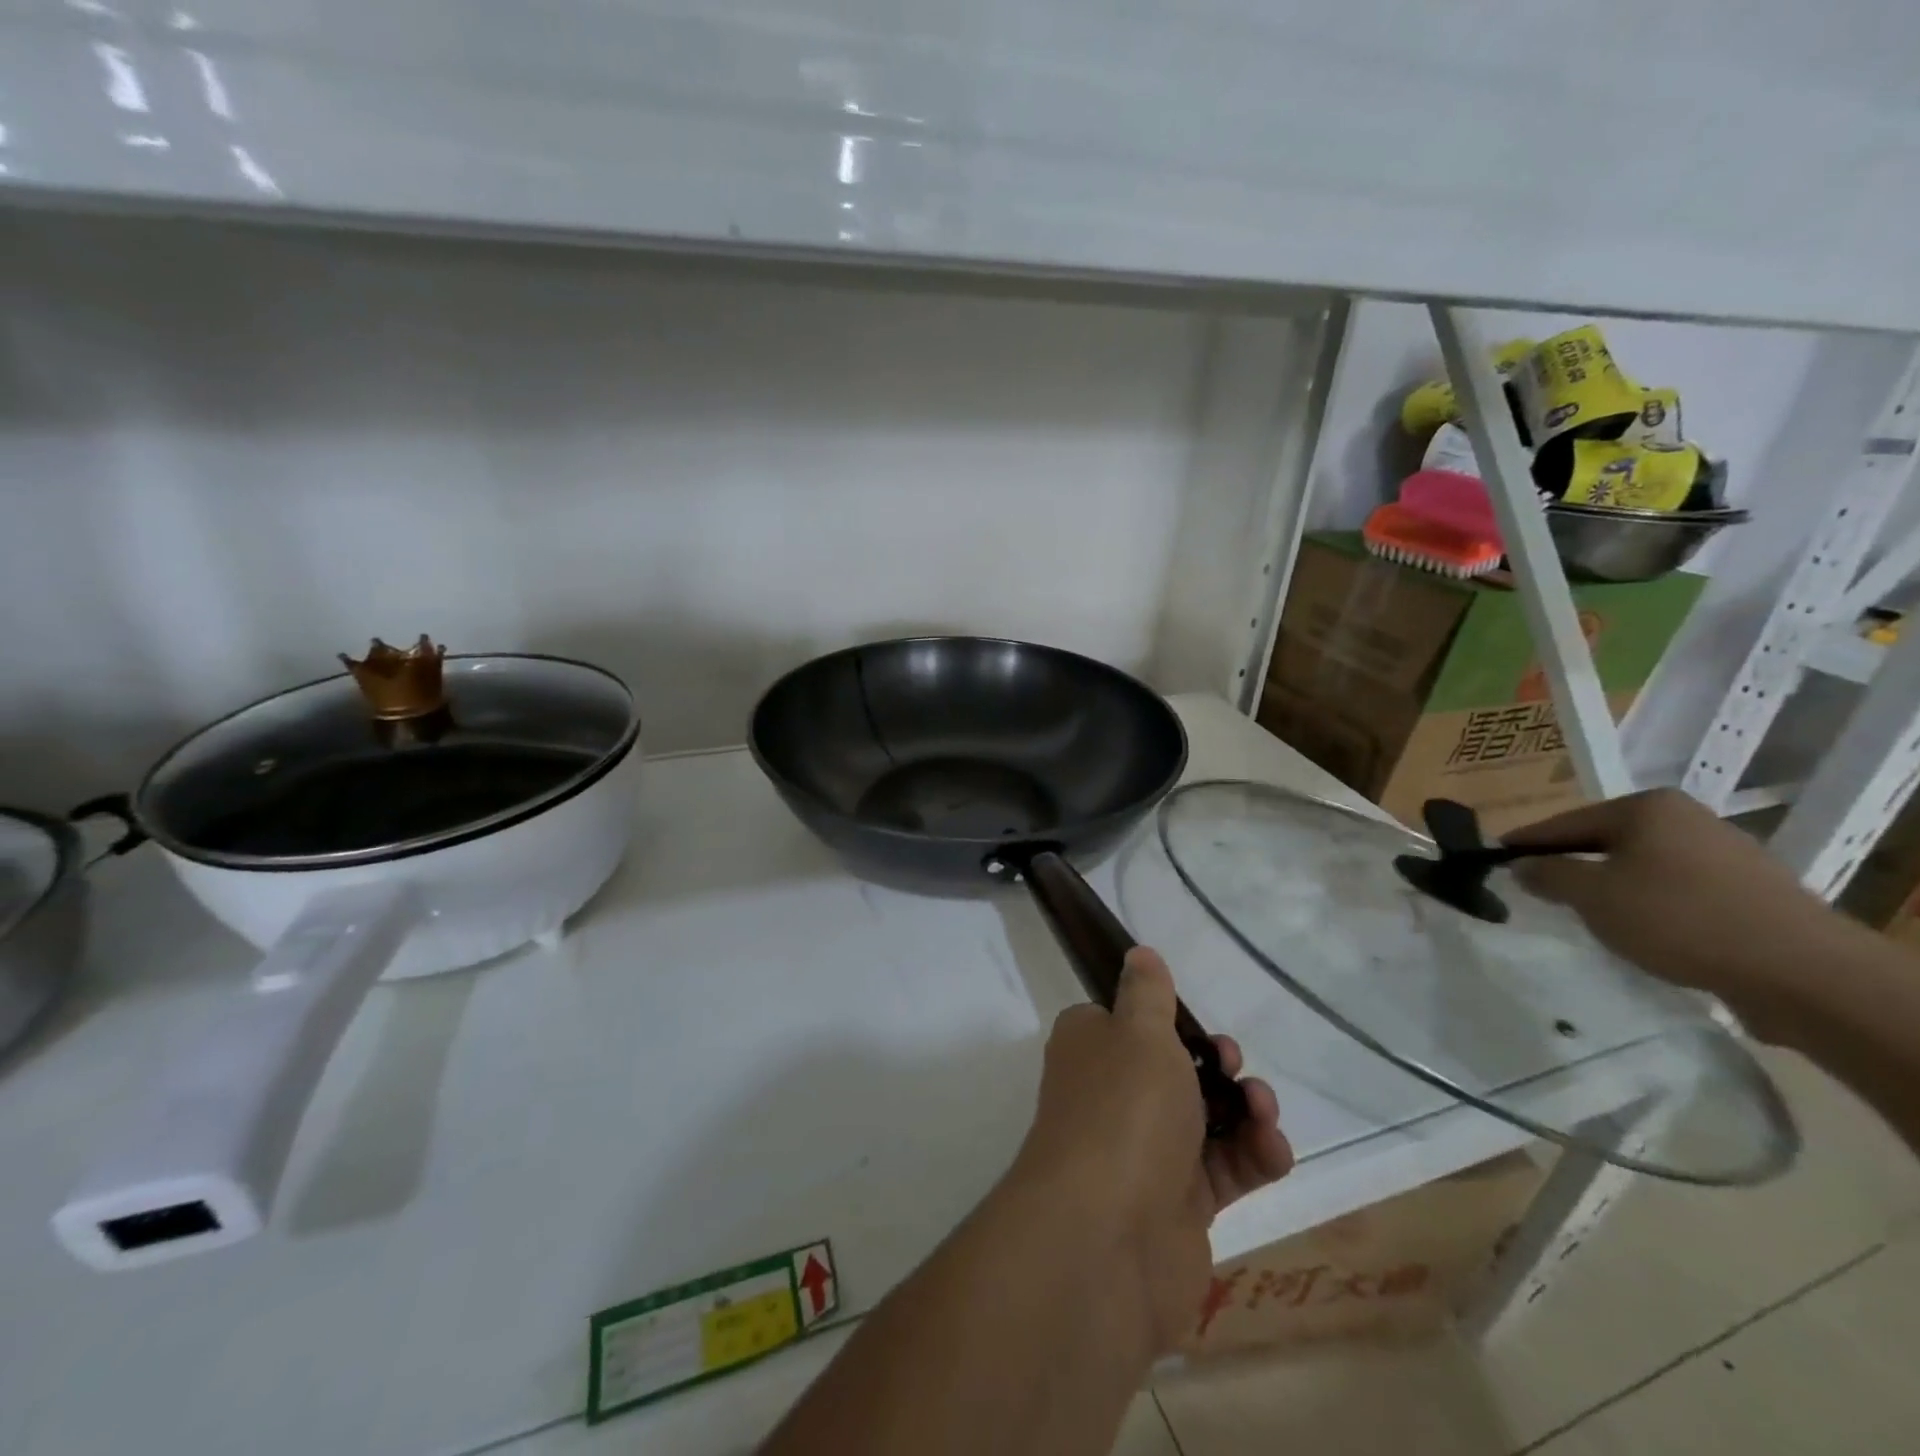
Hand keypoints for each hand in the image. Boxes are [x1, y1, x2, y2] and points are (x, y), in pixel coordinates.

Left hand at [1008, 947, 1293, 1350]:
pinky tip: (1273, 1149)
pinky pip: (1227, 1169)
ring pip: (1207, 1116)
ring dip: (1244, 1107)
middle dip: (1215, 1062)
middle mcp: (1113, 1096)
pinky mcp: (1181, 1203)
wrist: (1109, 1236)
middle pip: (1174, 1068)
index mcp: (1091, 1049)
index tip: (1192, 1022)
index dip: (1164, 1021)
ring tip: (1261, 1109)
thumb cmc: (1123, 1110)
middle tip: (1231, 1063)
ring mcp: (1146, 1151)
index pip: (1124, 1023)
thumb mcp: (1137, 1031)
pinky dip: (1255, 1156)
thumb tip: (1139, 953)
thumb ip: (1146, 993)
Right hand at [1504, 788, 1852, 1015]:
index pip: (1566, 822)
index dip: (1527, 843)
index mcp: (1646, 807)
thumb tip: (1522, 865)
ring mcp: (1726, 852)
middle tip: (1538, 888)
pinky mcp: (1751, 889)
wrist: (1803, 973)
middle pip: (1606, 840)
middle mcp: (1687, 818)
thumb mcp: (1592, 897)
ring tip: (1588, 914)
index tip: (1496, 857)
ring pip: (1643, 865)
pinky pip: (1678, 888)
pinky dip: (1651, 904)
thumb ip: (1548, 875)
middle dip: (1572, 864)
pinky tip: (1645, 930)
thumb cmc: (1678, 919)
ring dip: (1612, 886)